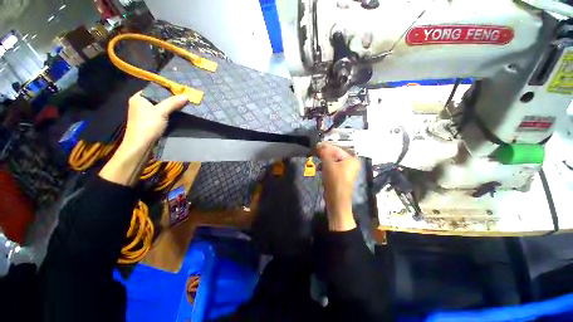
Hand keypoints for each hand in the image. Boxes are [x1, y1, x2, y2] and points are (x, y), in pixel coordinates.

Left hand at [99, 93, 186, 185]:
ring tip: (183, 106)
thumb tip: (186, 96)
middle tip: (184, 99)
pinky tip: (178, 115)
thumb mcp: (161, 112)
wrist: (140, 146)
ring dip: (171, 108)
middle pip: (159, 99)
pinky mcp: (149, 122)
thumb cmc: (147, 126)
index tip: (181, 92)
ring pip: (160, 107)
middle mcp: (140, 104)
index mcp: (139, 98)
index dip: (168, 90)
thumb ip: (173, 103)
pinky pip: (161, 115)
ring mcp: (144, 114)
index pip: (155, 89)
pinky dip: (169, 114)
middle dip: (171, 100)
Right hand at [316, 142, 360, 230]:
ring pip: (333, 161)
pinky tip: (320, 168)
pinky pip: (333, 167)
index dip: (325, 146)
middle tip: (314, 151)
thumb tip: (318, 144)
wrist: (337, 201)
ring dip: (324, 160)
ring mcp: (346, 170)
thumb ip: (324, 152)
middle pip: (335, 154)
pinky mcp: (341, 176)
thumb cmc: (335, 180)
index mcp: (351, 159)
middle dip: (324, 153)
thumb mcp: (328, 164)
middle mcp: (351, 163)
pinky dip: (326, 166)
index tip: (315, 145)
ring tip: (316, 159)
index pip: (336, 148)